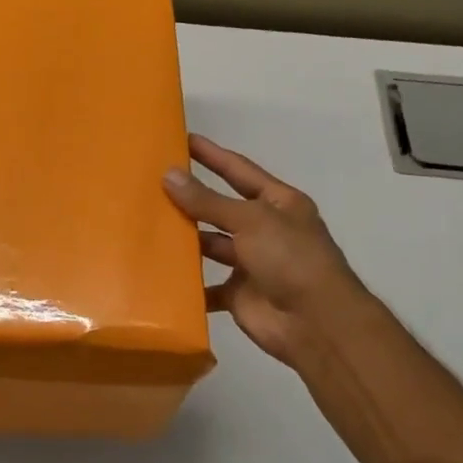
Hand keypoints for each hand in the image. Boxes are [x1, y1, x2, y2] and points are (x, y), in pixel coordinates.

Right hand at [163, 135, 367, 373]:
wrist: (316, 323)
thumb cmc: (291, 258)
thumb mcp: (250, 220)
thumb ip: (208, 201)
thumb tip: (169, 174)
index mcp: (278, 203)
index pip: (239, 171)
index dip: (212, 155)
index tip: (182, 139)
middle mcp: (265, 230)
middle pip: (220, 208)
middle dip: (191, 198)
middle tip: (151, 183)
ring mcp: (251, 263)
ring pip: (210, 245)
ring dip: (185, 238)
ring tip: (147, 224)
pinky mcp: (237, 294)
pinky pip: (205, 285)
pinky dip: (186, 283)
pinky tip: (157, 272)